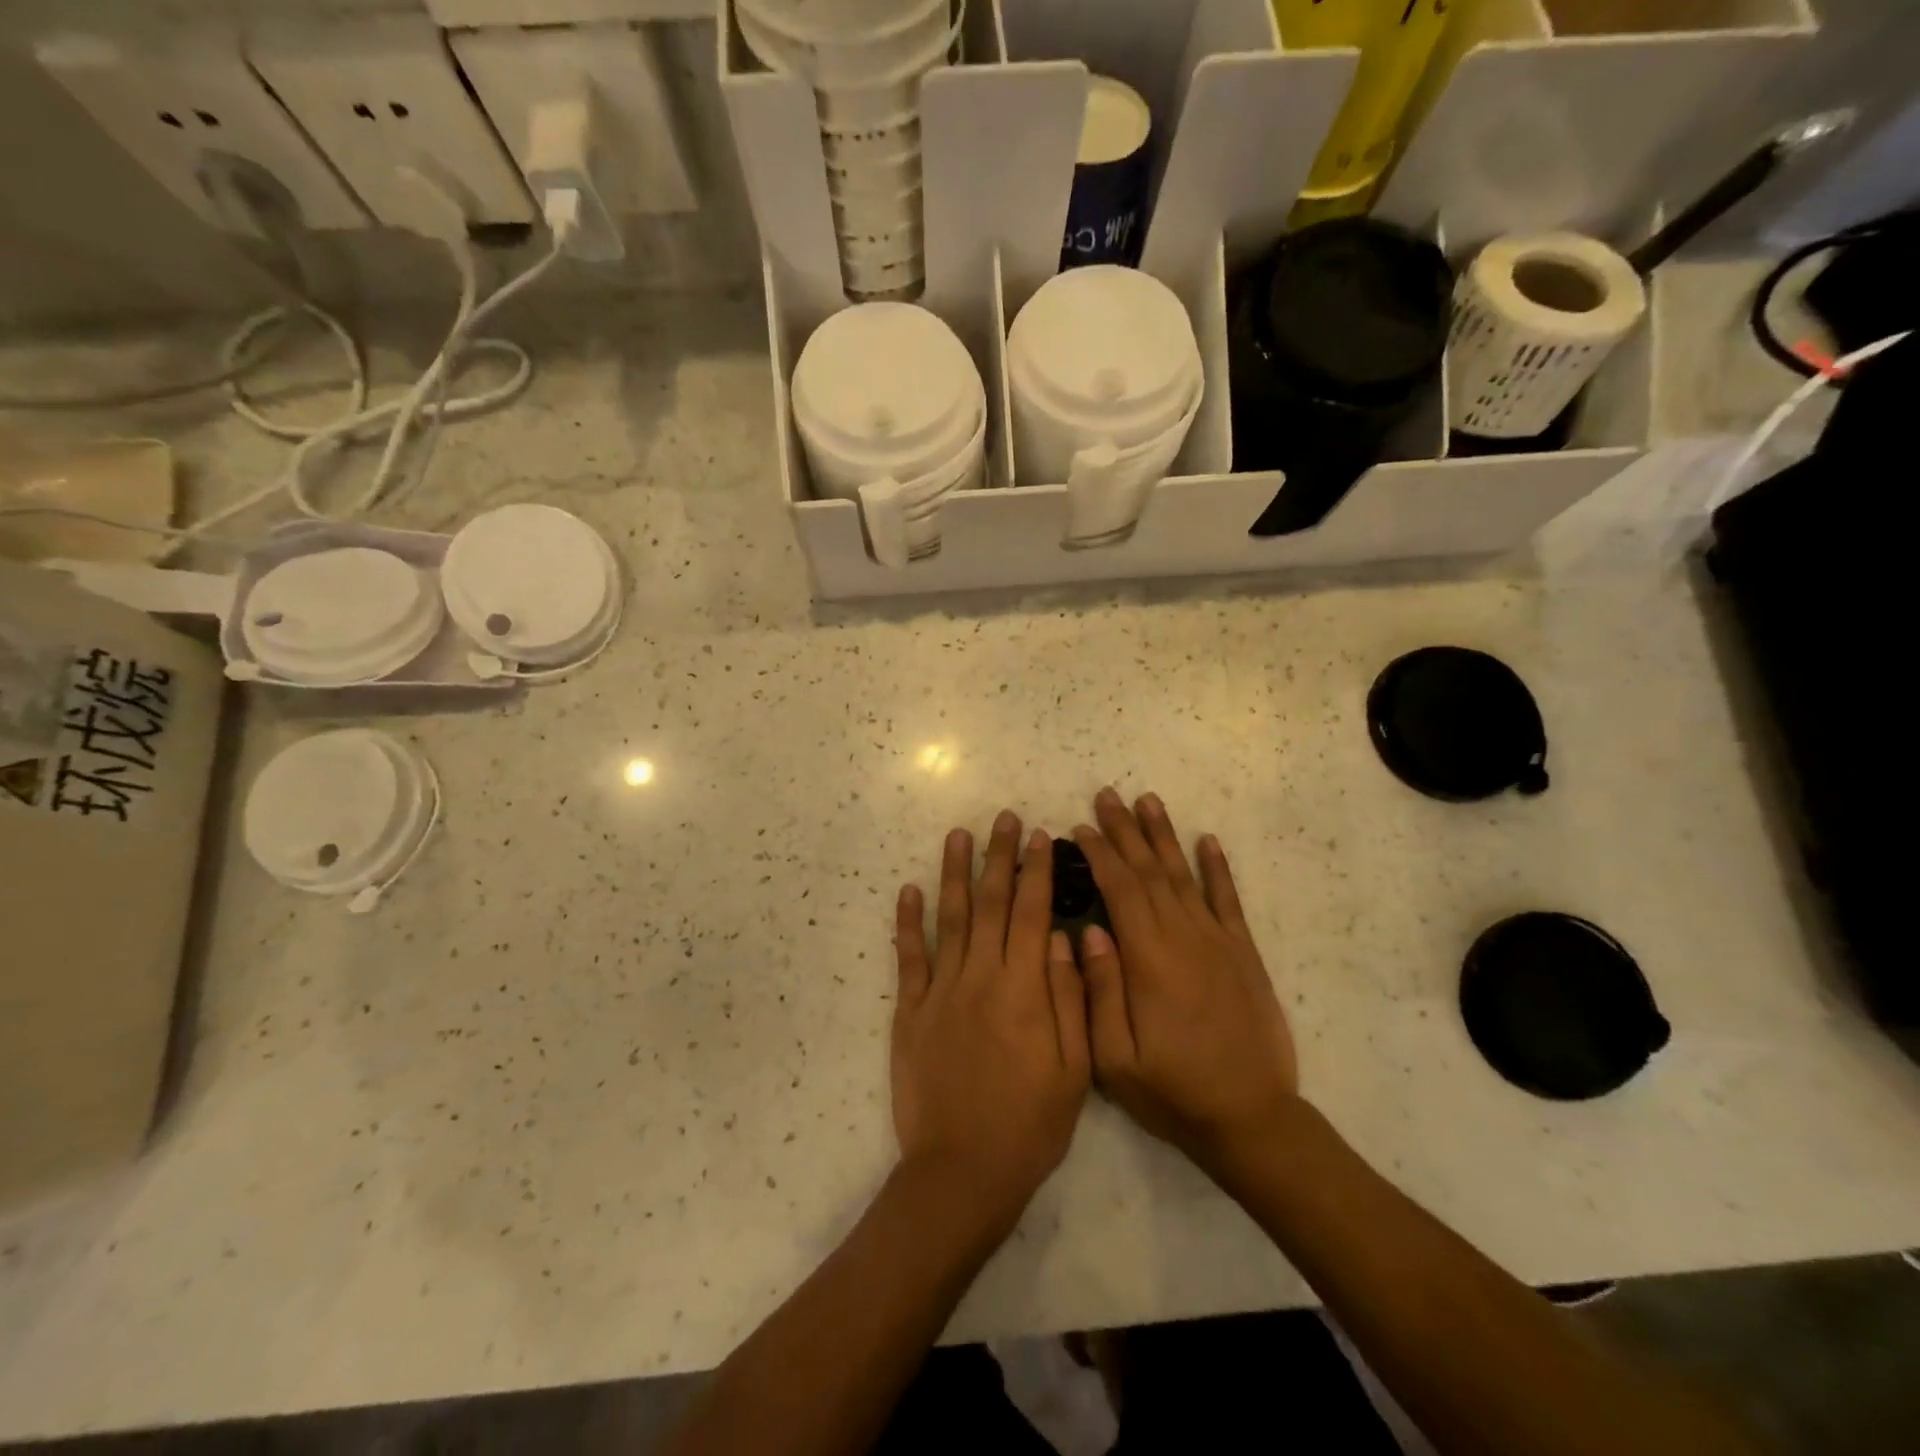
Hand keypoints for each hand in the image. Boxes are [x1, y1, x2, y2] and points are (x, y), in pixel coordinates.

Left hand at [892, 813, 1091, 1237]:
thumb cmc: (1030, 1123)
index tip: (1040, 836)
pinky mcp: (910, 1011)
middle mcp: (981, 976)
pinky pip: (909, 957)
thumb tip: (1067, 939)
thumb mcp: (1074, 1068)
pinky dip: (907, 922)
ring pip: (950, 918)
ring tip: (957, 835)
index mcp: (1024, 988)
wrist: (963, 1170)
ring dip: (954, 873)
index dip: (1037, 872)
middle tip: (1003, 818)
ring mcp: (941, 990)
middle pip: (992, 904)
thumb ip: (1071, 998)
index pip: (1033, 913)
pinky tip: (908, 890)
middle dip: (999, 857)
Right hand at [1073, 789, 1297, 1181]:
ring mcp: (1218, 942)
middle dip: (1125, 830)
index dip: (1100, 853)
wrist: (1252, 1119)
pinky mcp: (1243, 954)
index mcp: (1149, 959)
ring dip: (1164, 836)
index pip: (1120, 889)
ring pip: (1185, 875)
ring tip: (1148, 801)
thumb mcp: (1116, 1058)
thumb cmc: (1174, 1091)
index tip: (1081, 826)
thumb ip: (1099, 991)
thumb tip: (1089, 931)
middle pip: (1150, 870)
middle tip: (1107, 795)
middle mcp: (1184, 937)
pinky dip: (1217, 868)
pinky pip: (1229, 900)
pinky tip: (1208, 841)